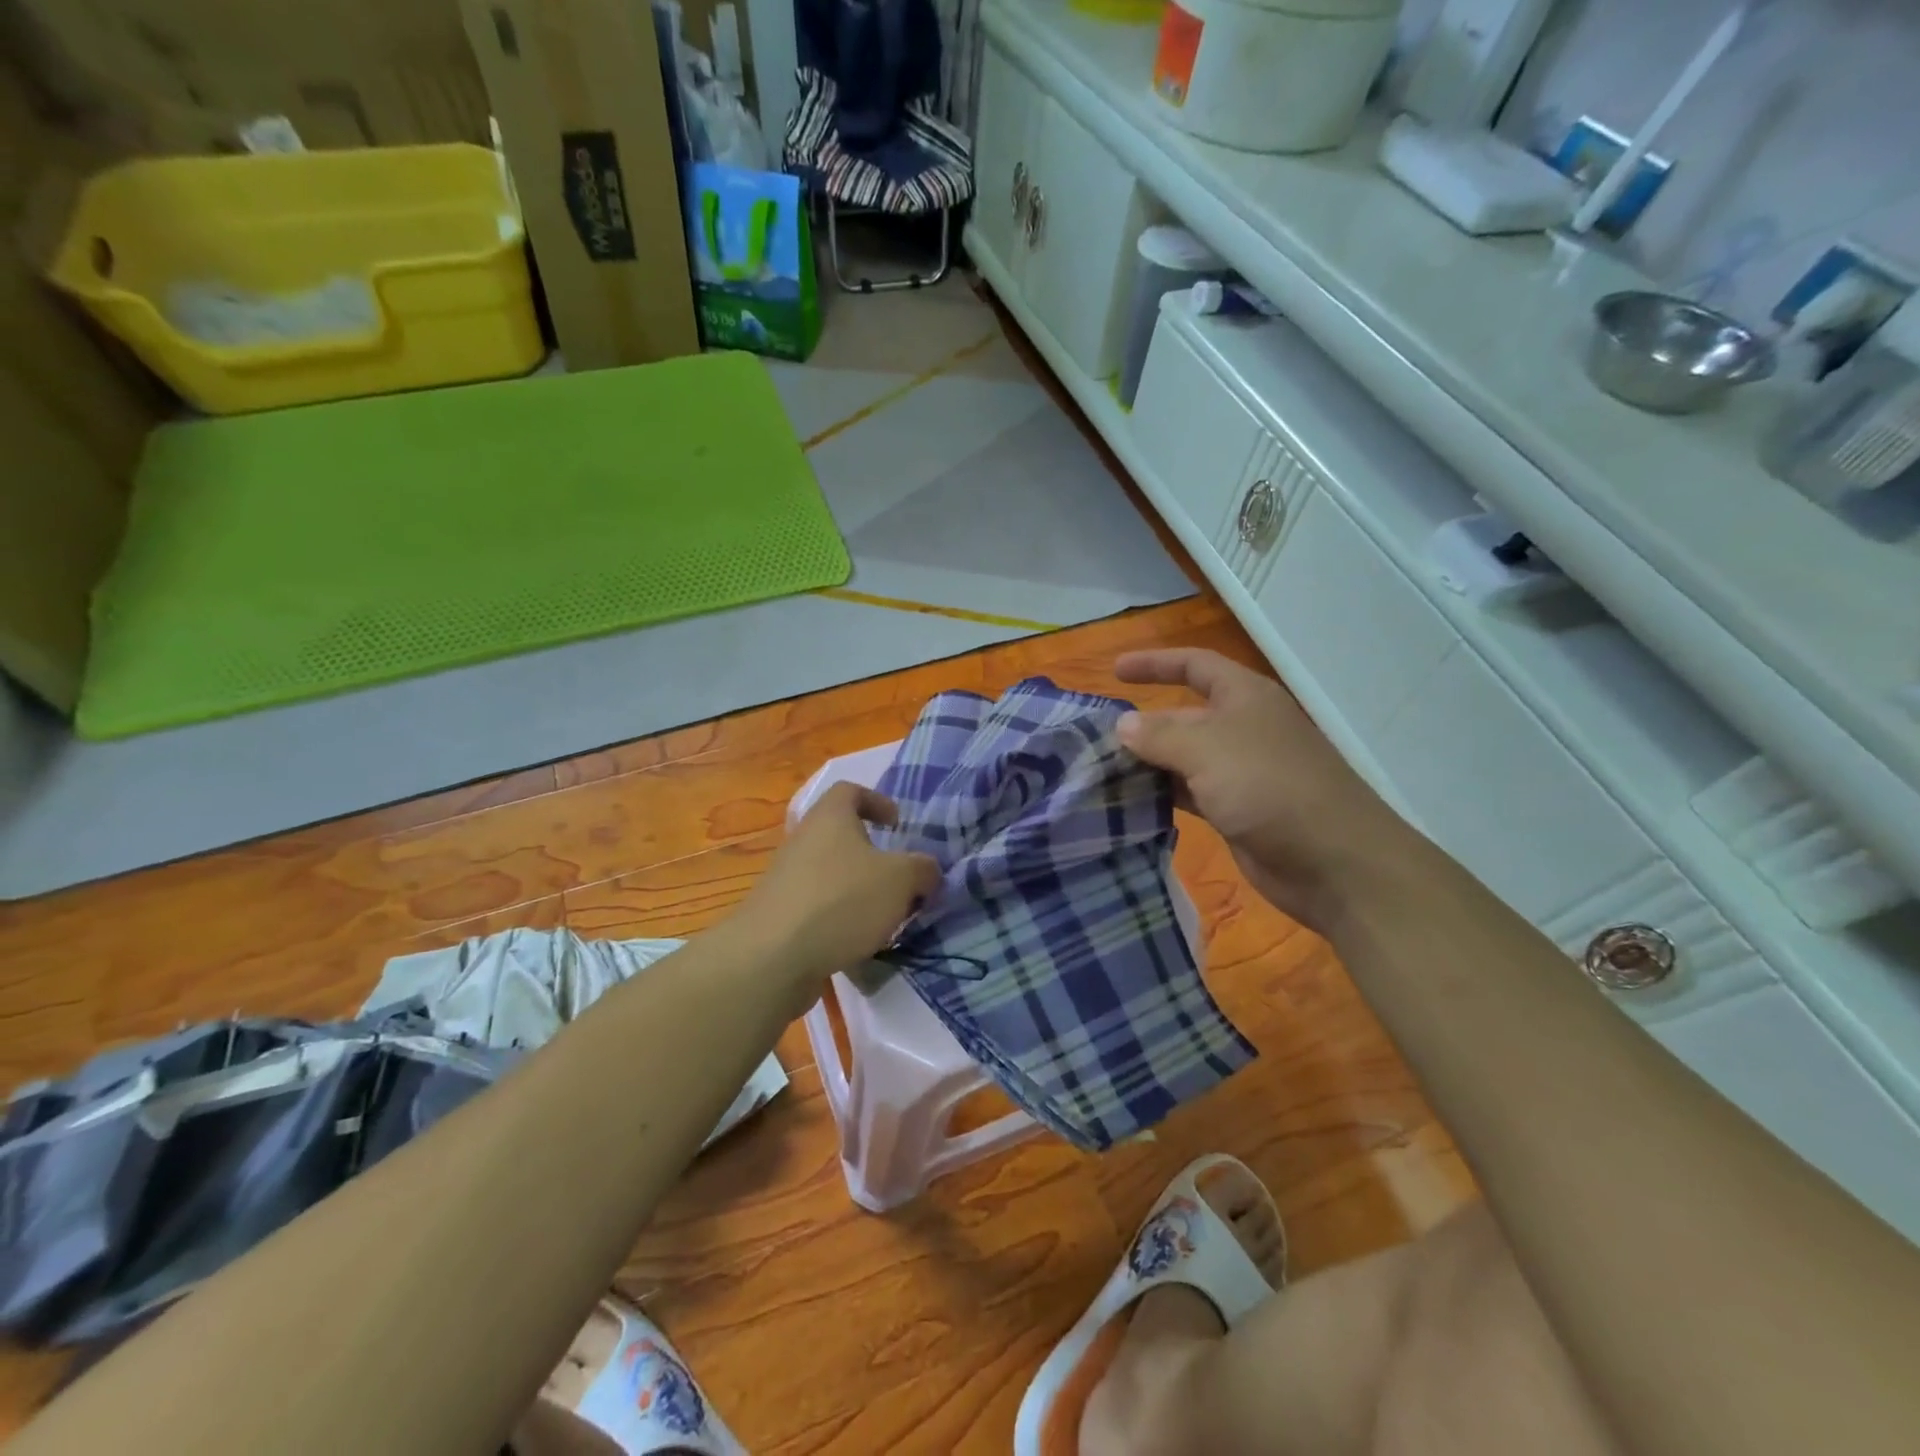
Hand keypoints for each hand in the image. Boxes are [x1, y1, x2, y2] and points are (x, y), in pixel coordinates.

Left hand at [735, 782, 940, 983]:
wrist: (772, 956)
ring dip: (857, 890)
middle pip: (840, 835)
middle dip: (872, 855)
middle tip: (898, 878)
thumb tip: (927, 870)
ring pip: (830, 873)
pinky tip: (855, 943)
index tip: (897, 824)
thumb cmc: (842, 900)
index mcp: (830, 817)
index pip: (851, 791)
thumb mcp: (901, 880)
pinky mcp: (778, 914)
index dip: (877, 801)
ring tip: (883, 917)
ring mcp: (785, 878)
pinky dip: (838, 918)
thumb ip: (923, 869)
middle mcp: (803, 839)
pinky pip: (816, 906)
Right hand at [1114, 648, 1413, 931]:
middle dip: (1144, 723)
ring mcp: (1241, 772)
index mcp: (1245, 698)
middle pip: (1185, 714)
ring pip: (1183, 757)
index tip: (1115, 671)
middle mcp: (1243, 729)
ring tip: (1102, 771)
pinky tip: (1131, 802)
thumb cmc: (1270, 787)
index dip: (1156, 663)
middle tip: (1096, 738)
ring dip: (1148, 762)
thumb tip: (1123, 725)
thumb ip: (1160, 734)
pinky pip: (1190, 792)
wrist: (1333, 861)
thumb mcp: (1208, 749)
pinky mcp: (1237, 810)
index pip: (1195, 665)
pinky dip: (1162, 794)